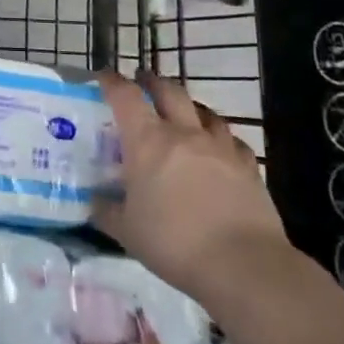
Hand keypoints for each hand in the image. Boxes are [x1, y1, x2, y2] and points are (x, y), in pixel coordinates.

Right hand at [93, 70, 291, 301]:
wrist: (244, 266)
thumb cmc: (174, 242)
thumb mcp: (126, 231)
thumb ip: (106, 210)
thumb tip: (94, 200)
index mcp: (147, 141)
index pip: (125, 96)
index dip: (112, 82)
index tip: (103, 77)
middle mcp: (184, 134)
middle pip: (169, 91)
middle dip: (152, 82)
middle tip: (142, 83)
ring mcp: (220, 148)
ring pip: (204, 111)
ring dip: (189, 106)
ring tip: (181, 114)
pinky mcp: (249, 167)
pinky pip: (231, 140)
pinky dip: (219, 138)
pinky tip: (217, 150)